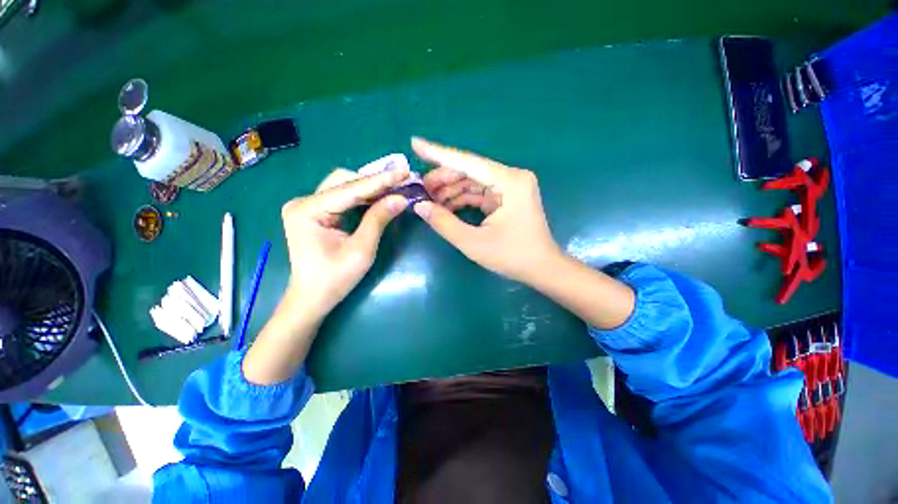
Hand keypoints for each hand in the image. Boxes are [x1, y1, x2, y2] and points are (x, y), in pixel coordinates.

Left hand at [281, 166, 410, 321]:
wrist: (313, 297)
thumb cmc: (335, 279)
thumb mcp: (361, 250)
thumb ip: (379, 220)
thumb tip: (401, 198)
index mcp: (308, 210)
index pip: (350, 189)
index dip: (380, 181)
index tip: (404, 171)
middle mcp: (303, 201)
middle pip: (344, 181)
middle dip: (374, 181)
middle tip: (401, 180)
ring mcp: (307, 205)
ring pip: (343, 186)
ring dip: (370, 187)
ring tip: (395, 186)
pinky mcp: (314, 211)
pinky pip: (342, 196)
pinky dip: (362, 196)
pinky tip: (379, 196)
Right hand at [412, 137, 562, 283]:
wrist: (541, 269)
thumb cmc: (513, 256)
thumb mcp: (474, 243)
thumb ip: (444, 223)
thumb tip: (419, 206)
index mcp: (510, 182)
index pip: (468, 162)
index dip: (438, 154)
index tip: (415, 143)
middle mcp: (511, 178)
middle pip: (469, 171)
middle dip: (442, 179)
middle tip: (418, 189)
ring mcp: (509, 187)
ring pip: (472, 182)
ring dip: (450, 190)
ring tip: (428, 200)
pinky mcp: (506, 198)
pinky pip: (478, 193)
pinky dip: (461, 199)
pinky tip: (444, 206)